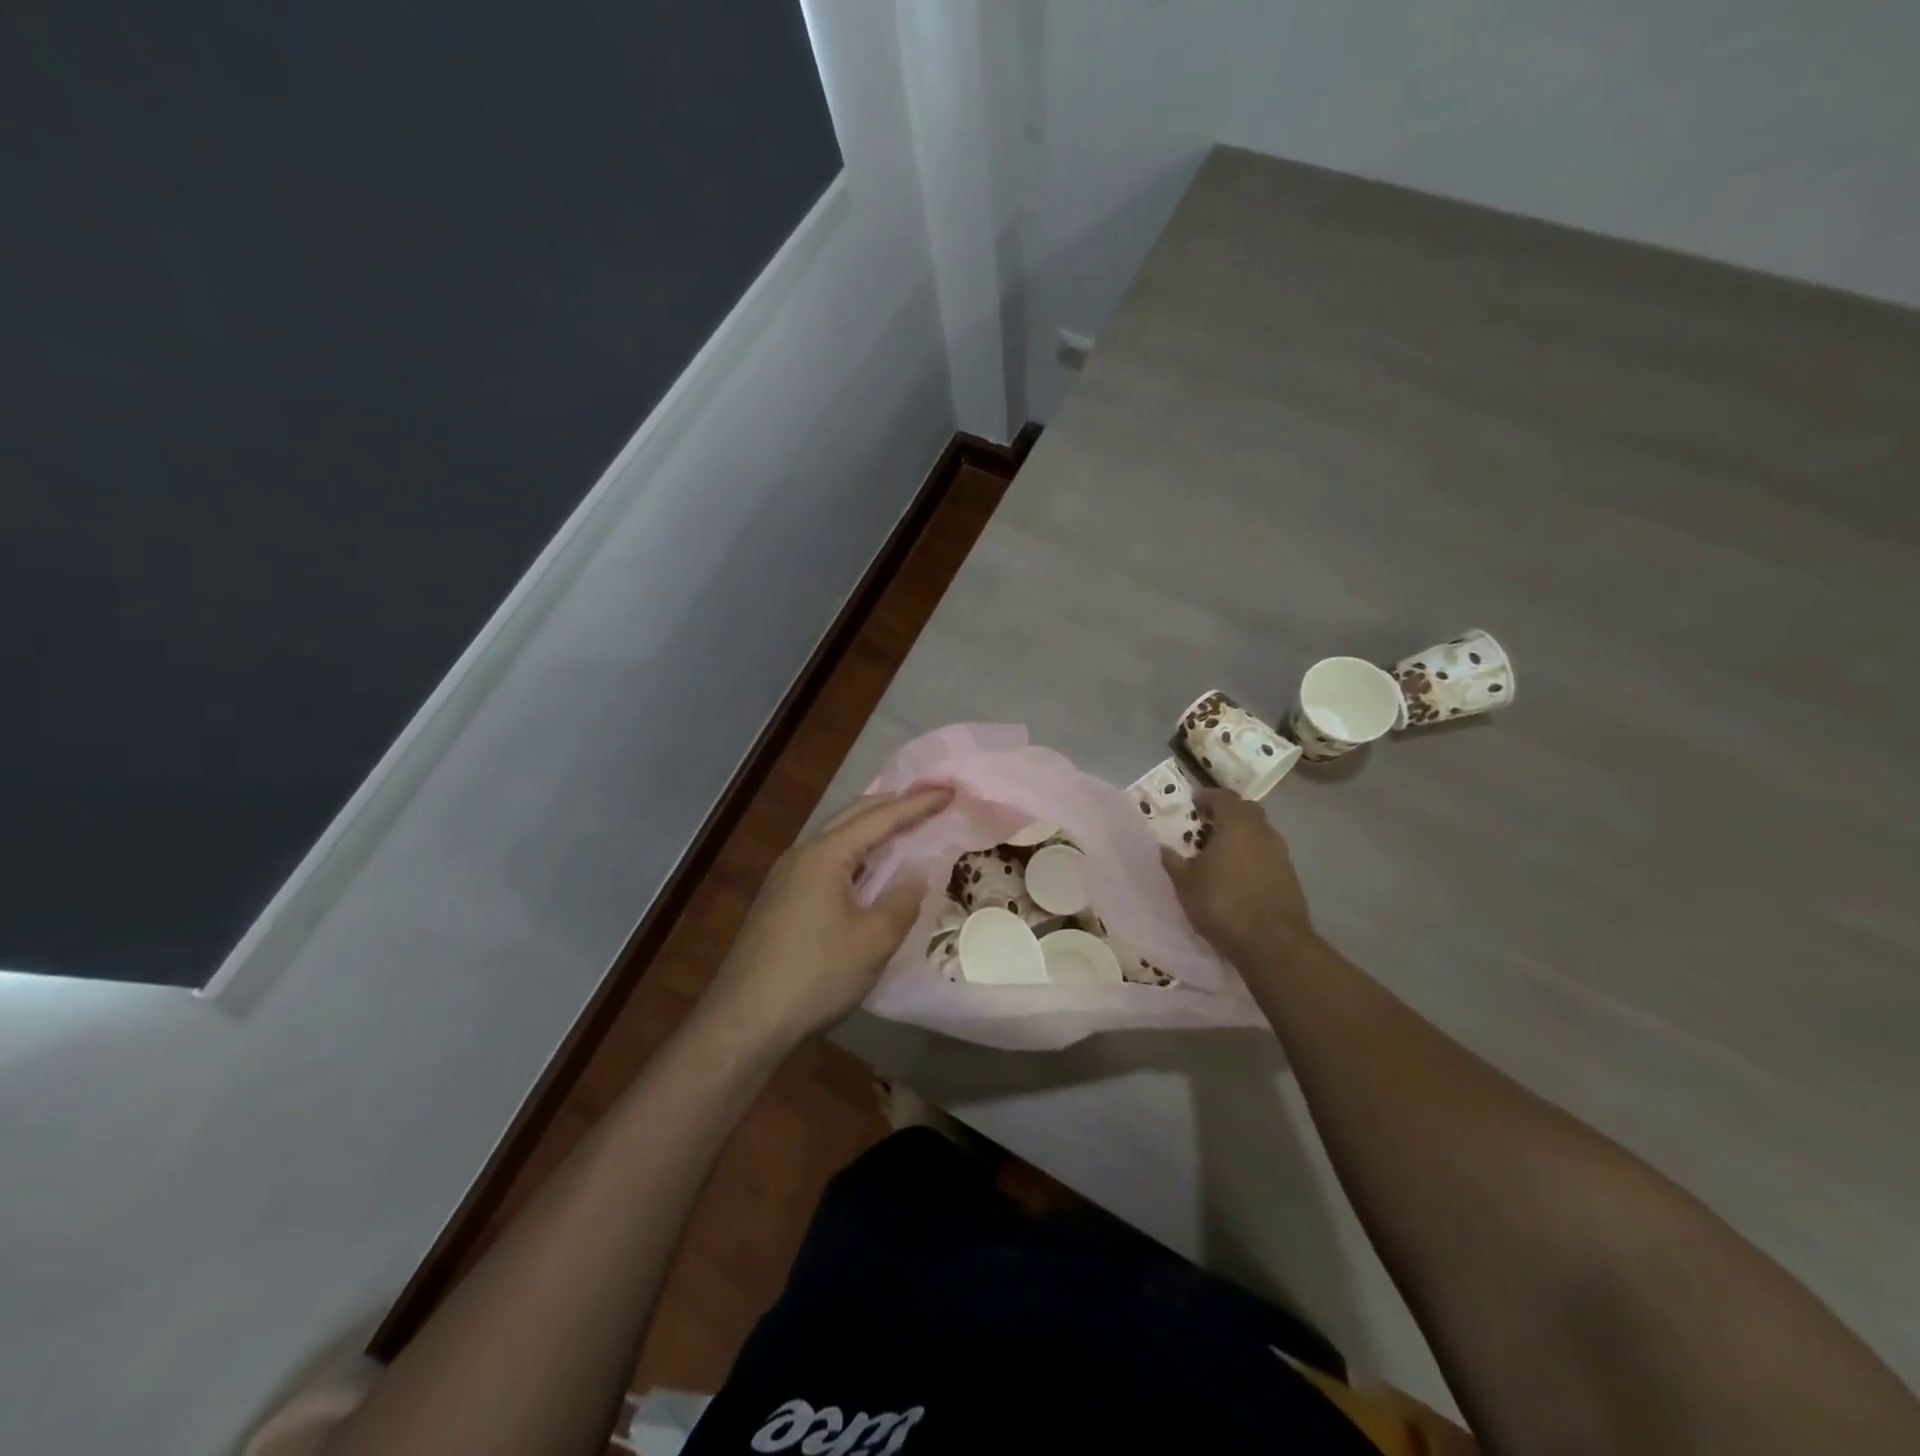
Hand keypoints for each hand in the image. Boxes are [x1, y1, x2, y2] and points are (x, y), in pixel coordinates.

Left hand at [699, 786, 952, 1051]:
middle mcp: (802, 854)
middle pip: (854, 816)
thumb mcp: (872, 941)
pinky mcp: (780, 900)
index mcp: (825, 855)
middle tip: (929, 800)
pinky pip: (826, 860)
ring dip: (872, 828)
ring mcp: (786, 877)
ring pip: (837, 837)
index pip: (880, 817)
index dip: (918, 803)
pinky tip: (867, 871)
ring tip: (903, 827)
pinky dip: (856, 854)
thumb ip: (901, 901)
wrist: (744, 1021)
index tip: (949, 790)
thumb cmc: (815, 975)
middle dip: (893, 804)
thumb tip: (915, 875)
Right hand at [1162, 788, 1316, 960]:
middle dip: (1227, 812)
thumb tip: (1164, 849)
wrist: (1272, 942)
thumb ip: (1174, 862)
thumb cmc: (1222, 904)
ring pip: (1260, 832)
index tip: (1194, 802)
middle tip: (1207, 824)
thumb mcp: (1186, 884)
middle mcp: (1263, 831)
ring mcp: (1281, 853)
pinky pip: (1268, 853)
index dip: (1207, 796)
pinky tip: (1239, 874)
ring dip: (1242, 835)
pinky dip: (1253, 854)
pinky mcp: (1290, 875)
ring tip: (1221, 852)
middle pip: (1246, 810)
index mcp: (1237, 824)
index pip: (1223, 797)